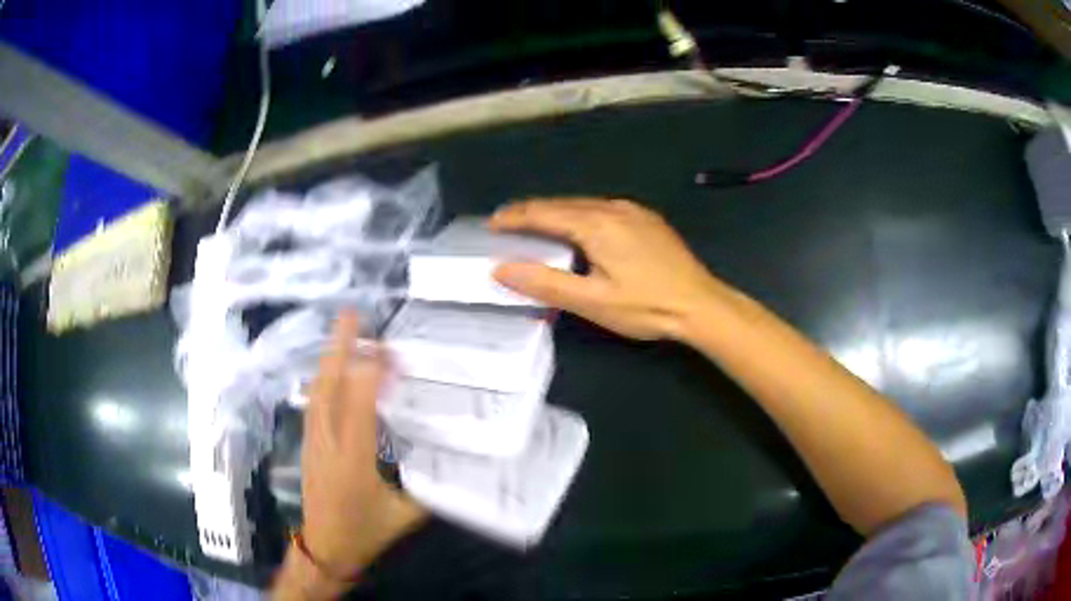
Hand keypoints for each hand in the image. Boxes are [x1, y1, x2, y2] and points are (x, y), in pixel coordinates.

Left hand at [295, 312, 425, 582]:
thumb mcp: (404, 515)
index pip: (359, 405)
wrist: (323, 548)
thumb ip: (428, 488)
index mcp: (354, 459)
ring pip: (318, 389)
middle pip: (329, 386)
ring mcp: (313, 440)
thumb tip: (452, 463)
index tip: (388, 349)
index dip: (371, 372)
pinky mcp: (307, 443)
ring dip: (331, 357)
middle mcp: (328, 442)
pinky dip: (324, 377)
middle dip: (340, 347)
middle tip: (352, 315)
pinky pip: (314, 401)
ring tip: (345, 331)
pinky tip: (332, 368)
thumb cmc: (363, 532)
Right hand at [491, 198, 725, 340]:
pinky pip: (604, 209)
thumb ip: (545, 283)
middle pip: (563, 204)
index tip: (491, 223)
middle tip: (507, 223)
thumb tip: (501, 268)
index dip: (515, 217)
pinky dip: (581, 215)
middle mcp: (613, 208)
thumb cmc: (645, 306)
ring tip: (536, 225)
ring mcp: (634, 211)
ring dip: (557, 213)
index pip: (544, 213)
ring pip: (584, 205)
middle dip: (532, 212)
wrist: (700, 305)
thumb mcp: (592, 301)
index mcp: (596, 224)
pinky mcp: (647, 220)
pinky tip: (580, 228)